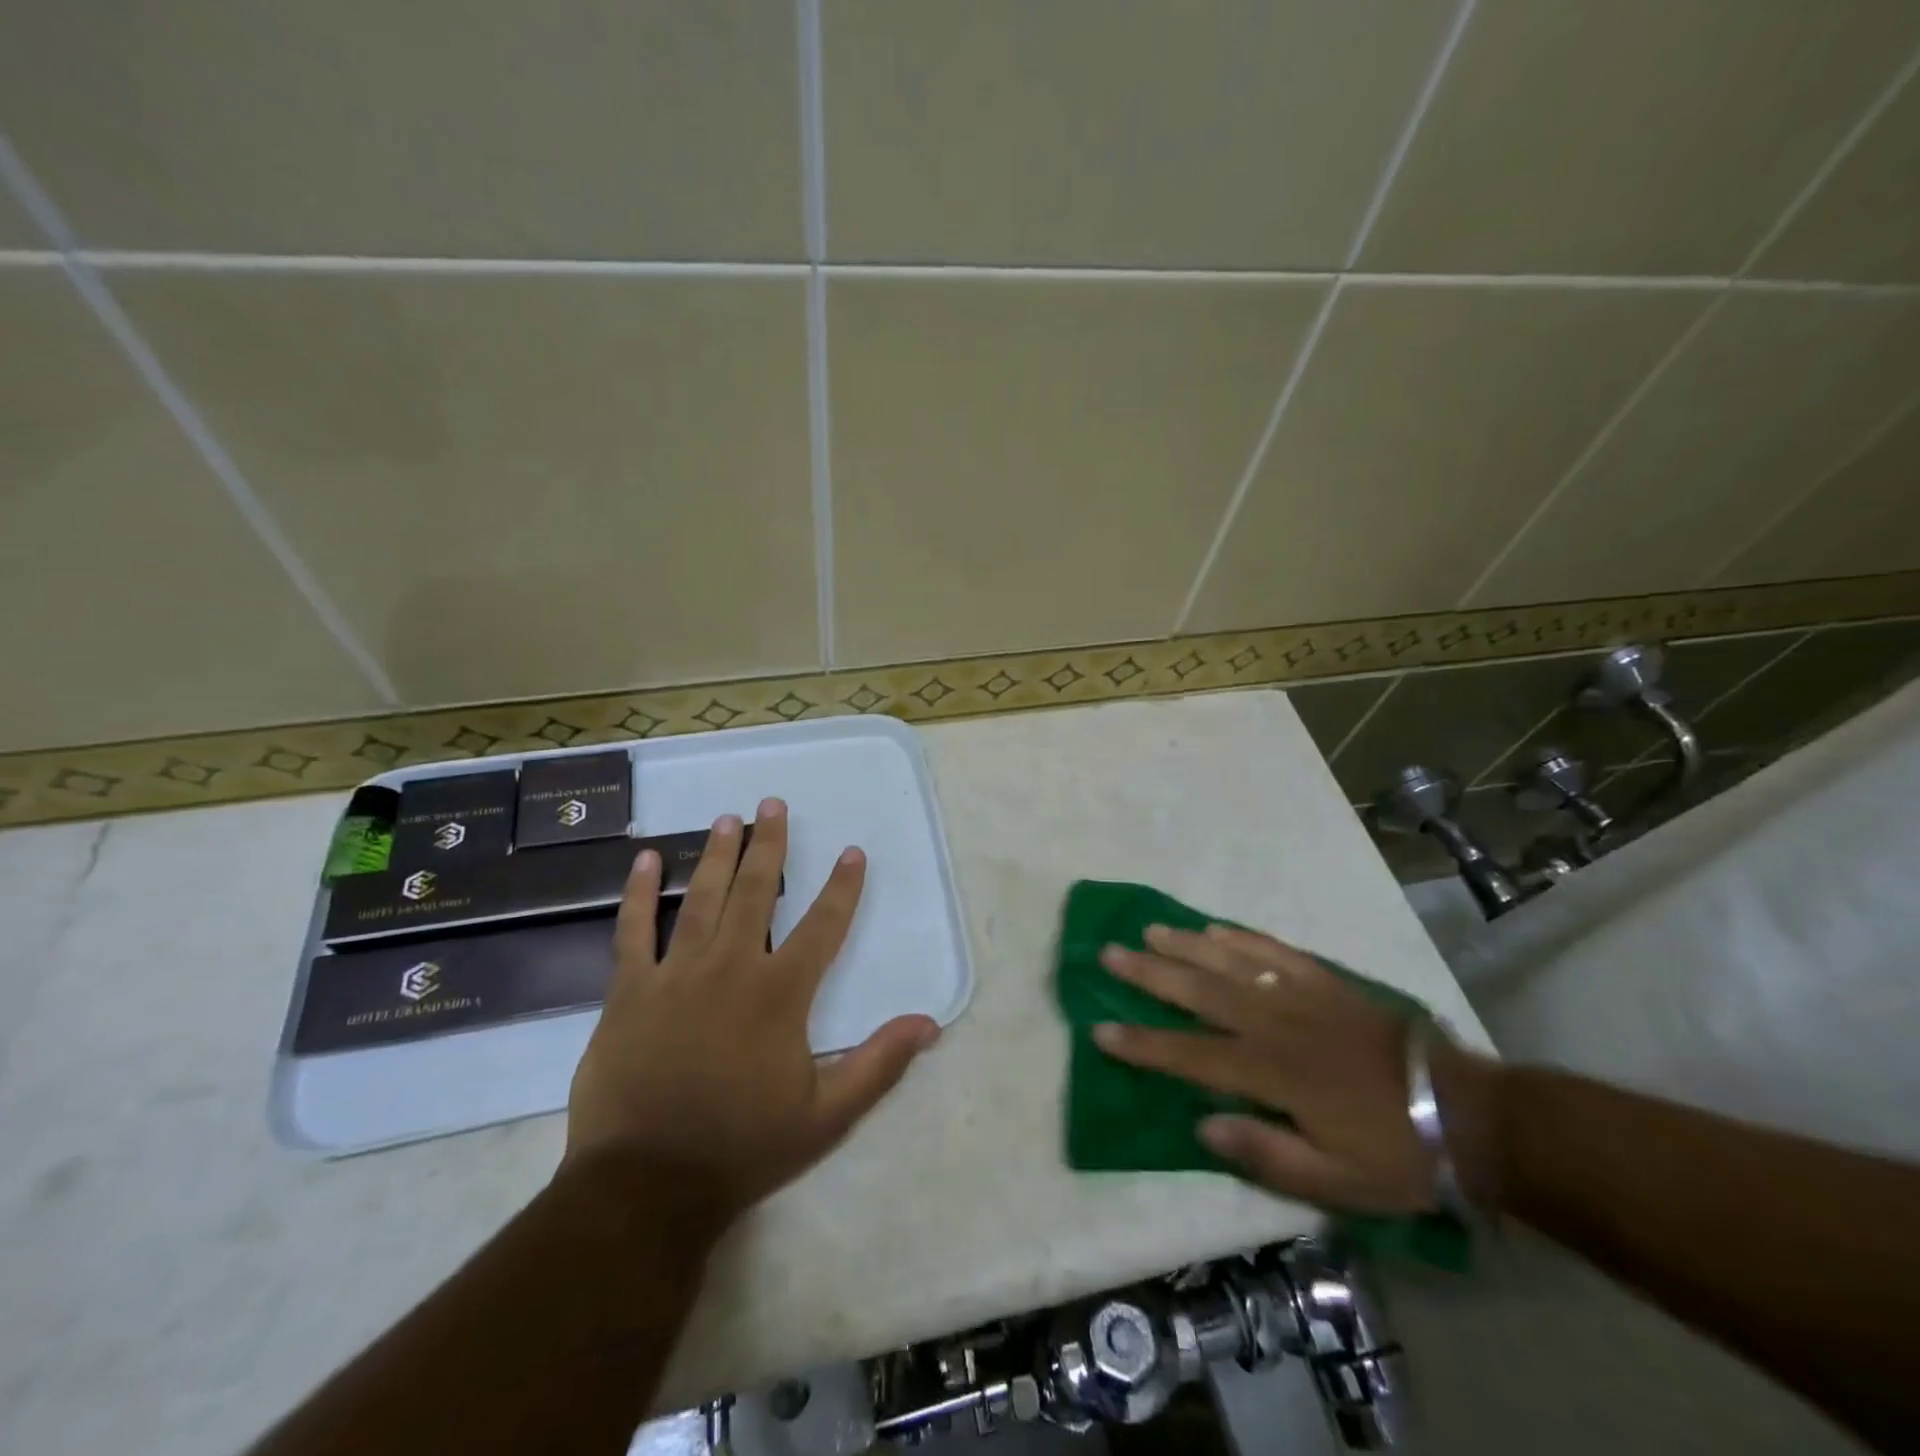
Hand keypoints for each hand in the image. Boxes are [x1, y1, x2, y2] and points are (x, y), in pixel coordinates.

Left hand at [565, 798, 940, 1218]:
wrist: (646, 1187)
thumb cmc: (743, 1148)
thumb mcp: (827, 1115)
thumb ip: (879, 1063)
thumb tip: (929, 1023)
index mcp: (780, 994)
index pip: (823, 926)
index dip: (842, 887)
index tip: (851, 851)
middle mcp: (731, 968)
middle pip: (757, 892)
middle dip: (770, 845)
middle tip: (773, 803)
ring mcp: (676, 975)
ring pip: (703, 899)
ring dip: (718, 855)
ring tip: (728, 818)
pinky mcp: (629, 992)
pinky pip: (633, 930)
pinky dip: (640, 892)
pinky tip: (647, 858)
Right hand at [1092, 924, 1499, 1214]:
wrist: (1463, 1112)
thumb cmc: (1394, 1154)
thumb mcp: (1334, 1183)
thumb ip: (1264, 1154)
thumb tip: (1200, 1126)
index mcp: (1271, 1072)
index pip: (1190, 1055)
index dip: (1143, 1044)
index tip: (1101, 1029)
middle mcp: (1275, 1023)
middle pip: (1200, 992)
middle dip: (1150, 973)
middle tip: (1110, 952)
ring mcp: (1300, 995)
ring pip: (1230, 961)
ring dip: (1186, 944)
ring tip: (1150, 930)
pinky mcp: (1325, 981)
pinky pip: (1274, 950)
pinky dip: (1241, 936)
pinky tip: (1215, 927)